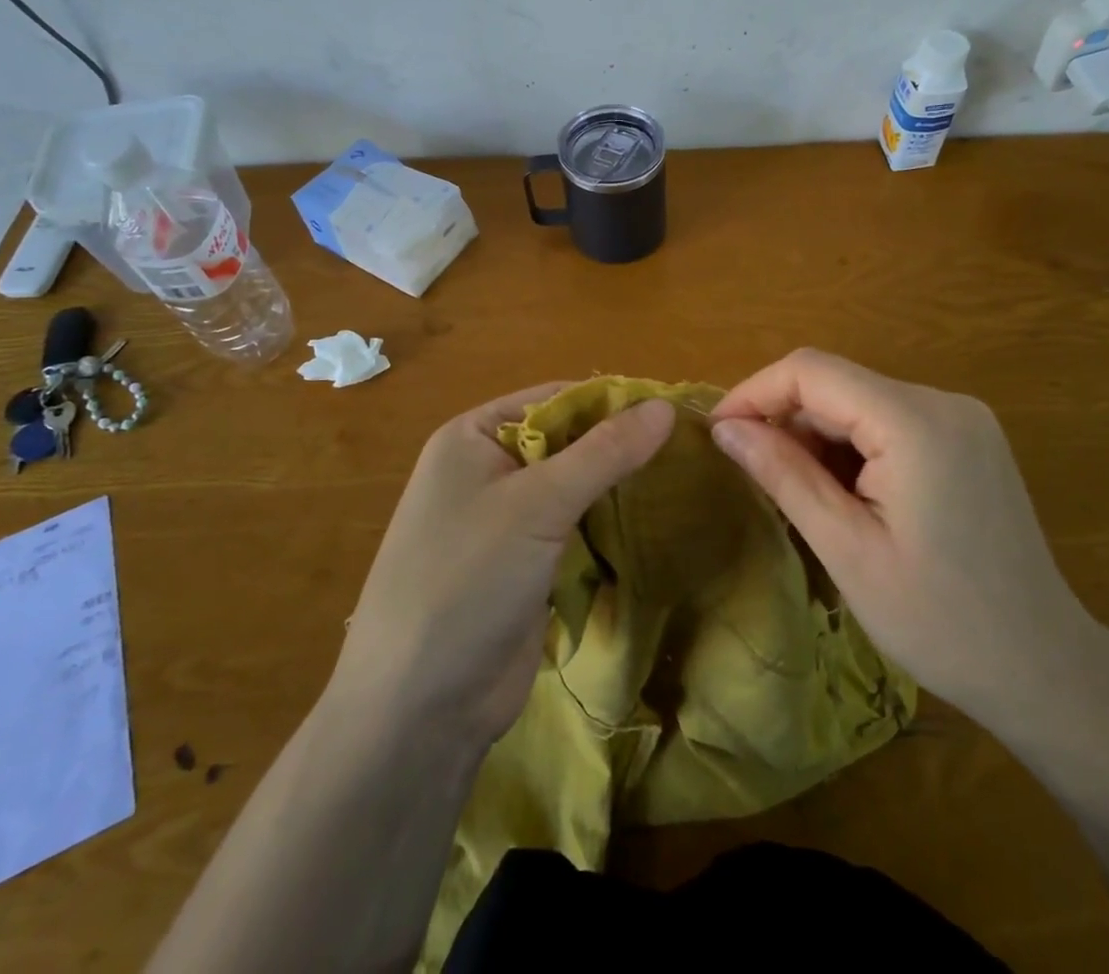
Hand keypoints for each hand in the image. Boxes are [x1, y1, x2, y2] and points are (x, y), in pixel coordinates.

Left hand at [332, 384, 674, 746]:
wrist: (419, 710)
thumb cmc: (468, 582)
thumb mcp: (538, 505)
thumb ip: (604, 453)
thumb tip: (665, 406)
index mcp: (472, 437)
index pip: (554, 399)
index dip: (612, 402)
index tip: (674, 409)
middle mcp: (486, 469)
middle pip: (566, 441)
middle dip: (618, 445)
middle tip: (688, 447)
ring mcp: (504, 520)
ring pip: (573, 486)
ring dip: (616, 485)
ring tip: (683, 477)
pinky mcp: (524, 564)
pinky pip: (573, 527)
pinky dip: (607, 522)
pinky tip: (652, 520)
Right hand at [710, 349, 1098, 727]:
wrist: (1044, 668)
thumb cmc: (939, 621)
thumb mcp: (846, 549)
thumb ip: (783, 475)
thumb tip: (724, 429)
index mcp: (915, 422)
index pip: (812, 371)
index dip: (755, 392)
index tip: (718, 433)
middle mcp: (943, 401)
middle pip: (838, 385)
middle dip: (787, 423)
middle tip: (758, 480)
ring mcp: (962, 418)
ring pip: (860, 403)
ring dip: (819, 439)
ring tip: (806, 500)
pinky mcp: (967, 438)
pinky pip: (889, 422)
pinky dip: (853, 448)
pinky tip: (848, 498)